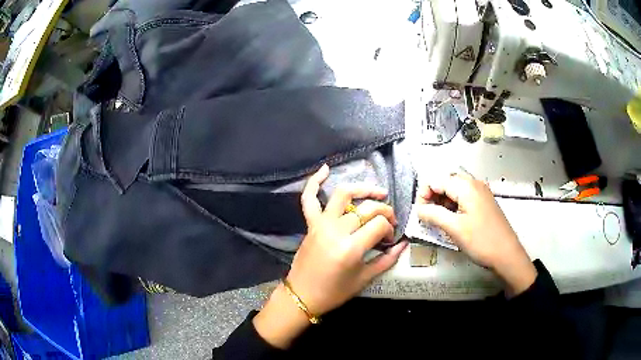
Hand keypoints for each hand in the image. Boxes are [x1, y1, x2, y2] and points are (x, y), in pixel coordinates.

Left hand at [253, 164, 407, 347]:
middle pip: (366, 209)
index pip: (379, 225)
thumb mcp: (364, 279)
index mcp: (350, 248)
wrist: (302, 295)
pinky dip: (314, 182)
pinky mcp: (310, 224)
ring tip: (378, 192)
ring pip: (343, 195)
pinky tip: (325, 169)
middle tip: (389, 222)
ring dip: (362, 189)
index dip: (390, 229)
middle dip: (384, 211)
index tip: (390, 240)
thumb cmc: (335, 292)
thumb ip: (387, 260)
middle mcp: (335, 230)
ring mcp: (321, 224)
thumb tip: (404, 243)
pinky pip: (309, 199)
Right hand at [415, 172, 536, 296]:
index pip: (436, 180)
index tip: (420, 213)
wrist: (507, 254)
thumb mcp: (454, 228)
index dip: (424, 194)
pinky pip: (463, 198)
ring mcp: (481, 193)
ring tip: (438, 221)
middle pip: (446, 183)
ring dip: (443, 203)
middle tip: (428, 217)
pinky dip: (453, 207)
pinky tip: (452, 221)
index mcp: (466, 186)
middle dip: (433, 197)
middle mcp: (474, 184)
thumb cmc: (481, 241)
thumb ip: (433, 215)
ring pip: (454, 191)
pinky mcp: (484, 203)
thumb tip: (419, 209)